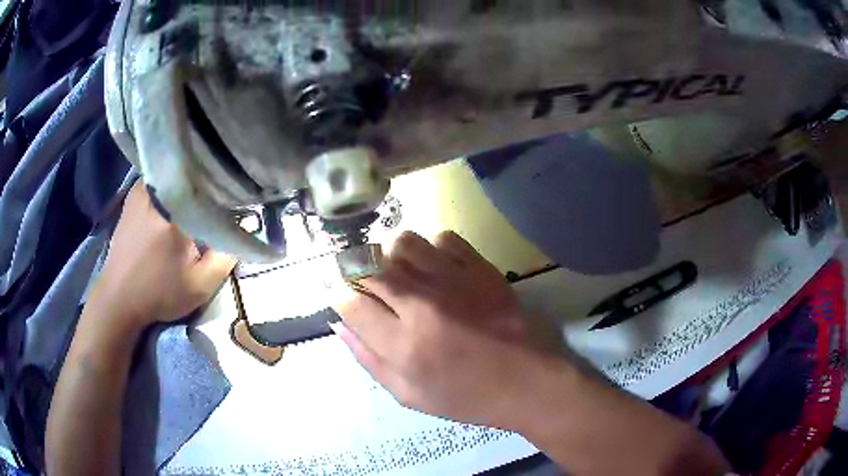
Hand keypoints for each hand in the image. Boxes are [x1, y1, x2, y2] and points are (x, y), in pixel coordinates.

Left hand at [90, 182, 235, 330]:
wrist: (118, 298)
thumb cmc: (158, 293)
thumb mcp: (199, 285)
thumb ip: (226, 257)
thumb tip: (245, 227)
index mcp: (174, 208)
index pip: (213, 185)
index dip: (229, 192)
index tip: (239, 203)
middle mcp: (157, 189)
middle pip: (194, 174)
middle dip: (211, 184)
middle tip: (222, 198)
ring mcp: (143, 188)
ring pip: (178, 174)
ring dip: (192, 184)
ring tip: (202, 197)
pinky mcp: (134, 194)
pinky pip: (163, 178)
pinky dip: (174, 185)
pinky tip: (179, 199)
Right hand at [333, 231, 557, 429]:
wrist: (527, 381)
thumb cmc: (466, 397)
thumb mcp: (409, 394)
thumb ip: (369, 359)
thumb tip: (340, 324)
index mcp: (403, 344)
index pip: (349, 301)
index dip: (340, 298)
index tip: (347, 301)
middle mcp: (422, 305)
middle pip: (369, 266)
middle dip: (360, 274)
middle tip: (372, 288)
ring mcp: (455, 280)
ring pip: (403, 243)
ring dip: (395, 258)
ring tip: (406, 277)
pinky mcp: (481, 268)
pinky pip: (443, 239)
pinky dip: (433, 251)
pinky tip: (441, 271)